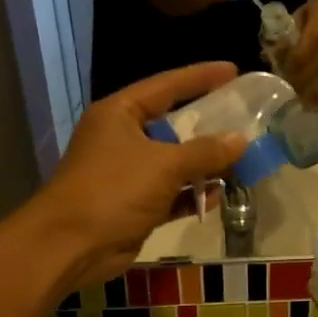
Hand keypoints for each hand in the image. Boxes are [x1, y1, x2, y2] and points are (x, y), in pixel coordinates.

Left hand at [27, 62, 248, 294]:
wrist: (72, 245)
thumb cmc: (114, 190)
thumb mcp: (164, 165)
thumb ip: (205, 151)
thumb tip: (241, 140)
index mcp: (120, 114)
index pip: (166, 86)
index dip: (201, 77)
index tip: (233, 71)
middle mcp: (123, 138)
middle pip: (173, 125)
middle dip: (209, 126)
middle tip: (245, 119)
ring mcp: (128, 174)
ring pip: (175, 163)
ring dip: (205, 165)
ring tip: (242, 160)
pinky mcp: (135, 205)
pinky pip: (171, 194)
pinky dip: (192, 195)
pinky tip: (218, 196)